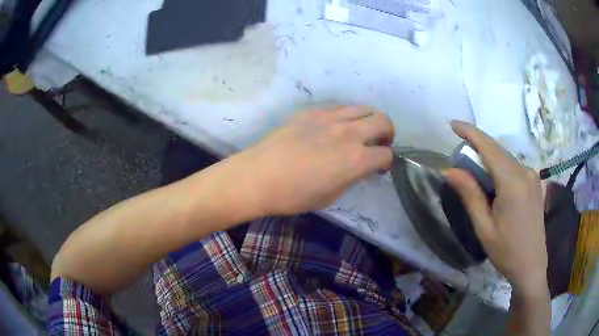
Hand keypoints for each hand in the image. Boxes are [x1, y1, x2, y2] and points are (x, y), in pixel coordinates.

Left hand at [230, 106, 394, 215]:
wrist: (259, 176)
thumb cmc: (294, 195)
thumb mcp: (331, 195)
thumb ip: (353, 176)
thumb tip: (362, 166)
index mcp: (356, 159)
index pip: (386, 154)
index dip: (387, 162)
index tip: (380, 167)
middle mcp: (349, 133)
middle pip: (384, 121)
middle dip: (387, 133)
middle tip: (378, 145)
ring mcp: (331, 118)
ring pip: (364, 108)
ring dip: (369, 121)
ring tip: (359, 133)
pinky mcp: (313, 112)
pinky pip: (340, 108)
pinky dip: (347, 117)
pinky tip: (335, 128)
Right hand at [446, 121, 548, 298]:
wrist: (532, 266)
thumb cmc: (506, 251)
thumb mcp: (484, 228)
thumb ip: (470, 195)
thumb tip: (450, 170)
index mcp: (512, 183)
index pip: (489, 148)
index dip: (471, 133)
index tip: (454, 124)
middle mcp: (525, 172)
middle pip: (498, 150)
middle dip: (478, 146)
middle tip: (460, 155)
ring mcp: (533, 177)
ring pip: (506, 158)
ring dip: (489, 158)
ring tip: (475, 172)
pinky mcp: (535, 183)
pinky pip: (514, 166)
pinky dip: (500, 166)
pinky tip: (494, 182)